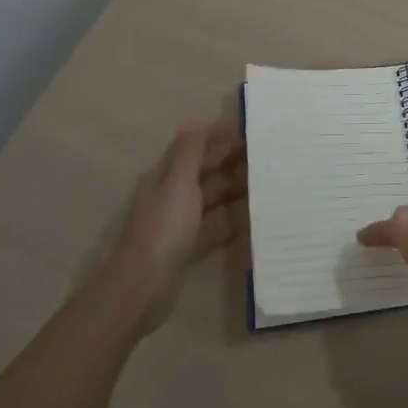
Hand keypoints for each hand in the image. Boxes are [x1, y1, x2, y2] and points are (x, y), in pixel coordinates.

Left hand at [101, 121, 246, 331]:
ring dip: (233, 190)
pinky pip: (214, 227)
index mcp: (165, 177)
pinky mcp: (187, 248)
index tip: (247, 132)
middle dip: (229, 161)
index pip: (191, 147)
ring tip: (265, 183)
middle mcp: (170, 196)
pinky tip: (253, 218)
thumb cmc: (163, 229)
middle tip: (264, 156)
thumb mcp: (178, 183)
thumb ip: (189, 152)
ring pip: (210, 199)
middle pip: (203, 172)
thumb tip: (196, 120)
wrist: (142, 287)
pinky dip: (231, 221)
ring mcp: (179, 223)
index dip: (215, 137)